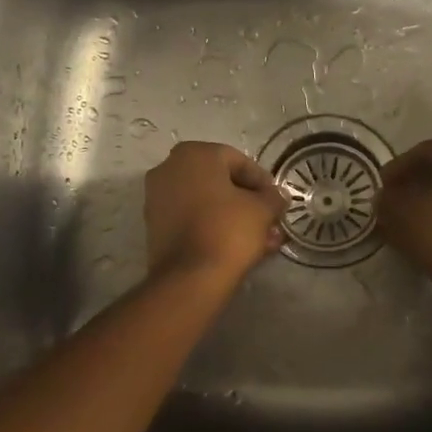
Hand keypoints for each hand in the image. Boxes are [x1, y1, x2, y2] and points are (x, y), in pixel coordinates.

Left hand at [144, 142, 285, 281]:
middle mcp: (169, 168)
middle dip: (248, 203)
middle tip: (270, 221)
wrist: (189, 277)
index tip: (276, 199)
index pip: (238, 160)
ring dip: (234, 218)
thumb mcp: (262, 210)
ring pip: (207, 203)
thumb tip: (276, 196)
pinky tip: (239, 247)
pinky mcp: (155, 226)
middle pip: (220, 182)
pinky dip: (214, 228)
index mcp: (194, 154)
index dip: (261, 181)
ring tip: (262, 240)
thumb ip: (273, 197)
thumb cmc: (228, 230)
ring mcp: (157, 198)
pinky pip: (192, 219)